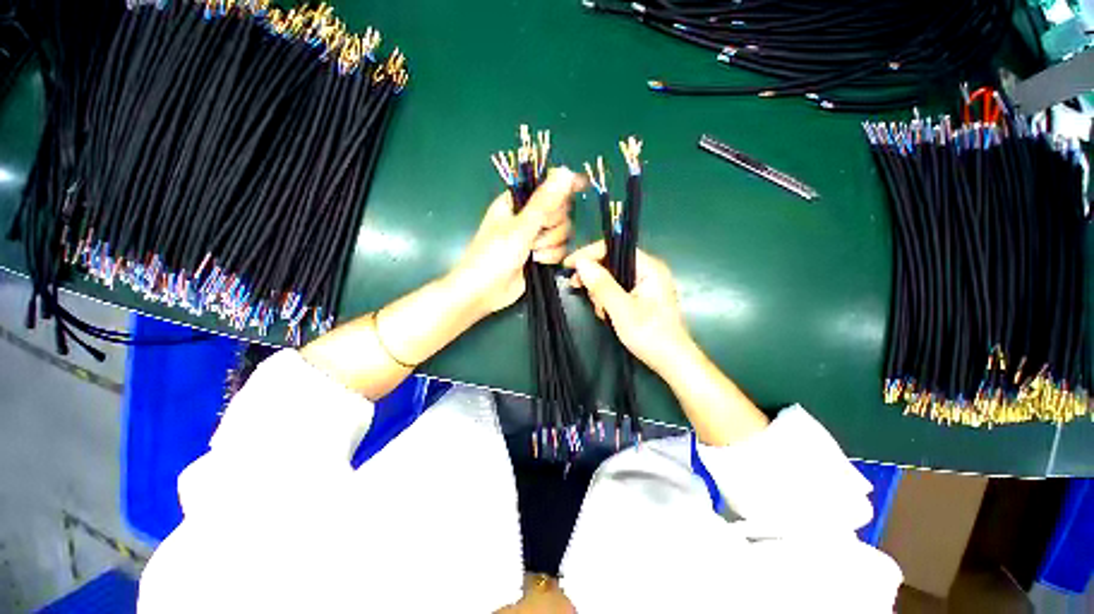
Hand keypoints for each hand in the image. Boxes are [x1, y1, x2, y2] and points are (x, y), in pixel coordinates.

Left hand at [447, 167, 582, 317]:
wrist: (484, 291)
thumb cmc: (494, 255)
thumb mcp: (520, 227)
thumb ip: (544, 202)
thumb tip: (566, 171)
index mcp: (518, 202)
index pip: (548, 186)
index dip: (564, 186)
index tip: (583, 185)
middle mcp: (529, 217)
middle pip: (560, 212)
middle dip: (553, 226)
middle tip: (537, 234)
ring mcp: (536, 237)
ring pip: (562, 233)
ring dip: (551, 244)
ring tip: (533, 253)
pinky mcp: (541, 255)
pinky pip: (559, 250)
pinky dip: (551, 257)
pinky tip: (538, 262)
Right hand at [564, 242, 694, 375]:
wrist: (671, 361)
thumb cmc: (650, 335)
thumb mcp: (621, 310)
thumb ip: (602, 285)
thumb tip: (581, 263)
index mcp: (649, 267)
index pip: (614, 247)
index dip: (589, 254)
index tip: (568, 266)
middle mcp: (648, 271)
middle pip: (612, 262)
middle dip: (594, 277)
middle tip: (578, 288)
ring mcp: (645, 284)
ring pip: (612, 277)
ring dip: (601, 293)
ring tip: (603, 312)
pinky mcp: (641, 297)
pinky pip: (617, 289)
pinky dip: (608, 300)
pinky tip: (607, 314)